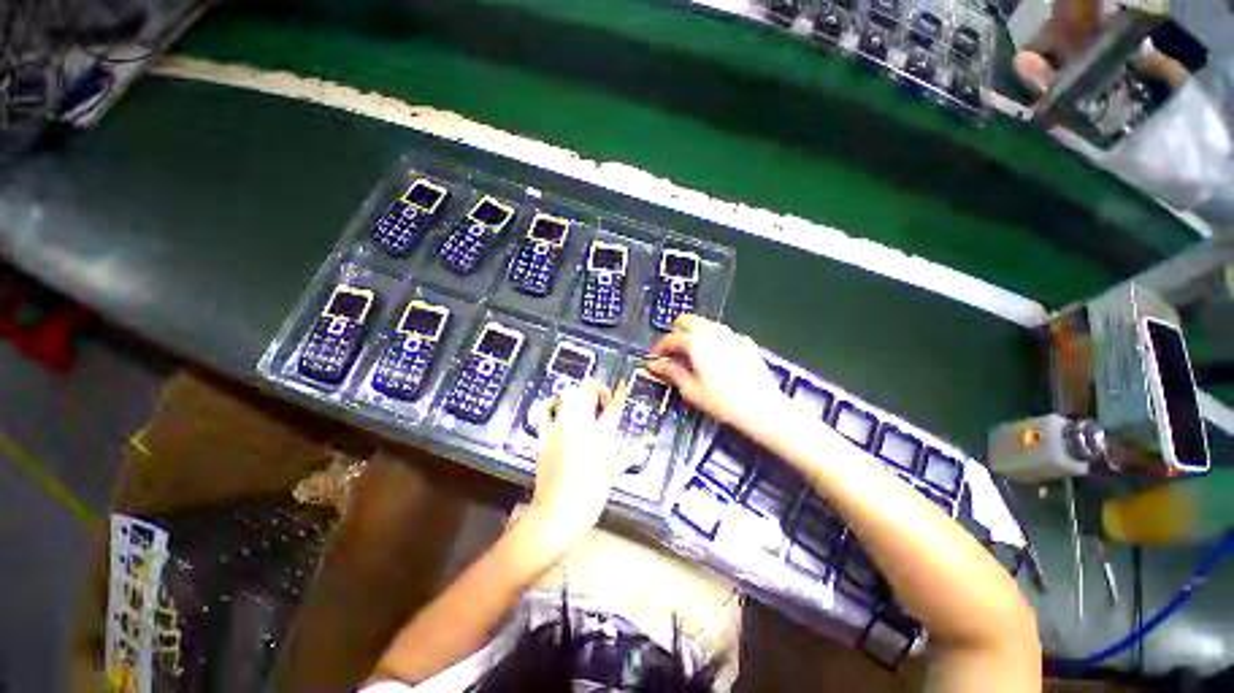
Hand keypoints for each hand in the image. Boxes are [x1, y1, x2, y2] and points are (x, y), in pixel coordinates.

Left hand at [521, 380, 639, 556]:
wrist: (556, 514)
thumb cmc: (588, 499)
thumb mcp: (612, 477)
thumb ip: (625, 456)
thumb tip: (642, 445)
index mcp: (601, 435)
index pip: (614, 407)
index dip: (620, 394)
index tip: (622, 388)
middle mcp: (580, 426)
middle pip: (587, 391)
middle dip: (595, 386)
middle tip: (600, 395)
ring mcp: (560, 429)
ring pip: (565, 397)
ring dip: (574, 396)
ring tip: (579, 401)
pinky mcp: (544, 438)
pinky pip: (543, 415)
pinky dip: (548, 407)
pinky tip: (552, 408)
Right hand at [647, 315, 786, 433]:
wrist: (762, 407)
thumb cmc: (723, 401)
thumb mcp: (691, 389)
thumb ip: (671, 372)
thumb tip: (654, 364)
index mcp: (696, 342)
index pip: (670, 338)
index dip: (659, 348)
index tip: (655, 358)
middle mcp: (712, 332)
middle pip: (686, 320)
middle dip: (675, 333)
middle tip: (672, 353)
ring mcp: (730, 334)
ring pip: (704, 324)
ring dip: (692, 334)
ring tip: (691, 356)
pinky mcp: (743, 341)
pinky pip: (720, 333)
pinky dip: (710, 340)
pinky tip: (713, 359)